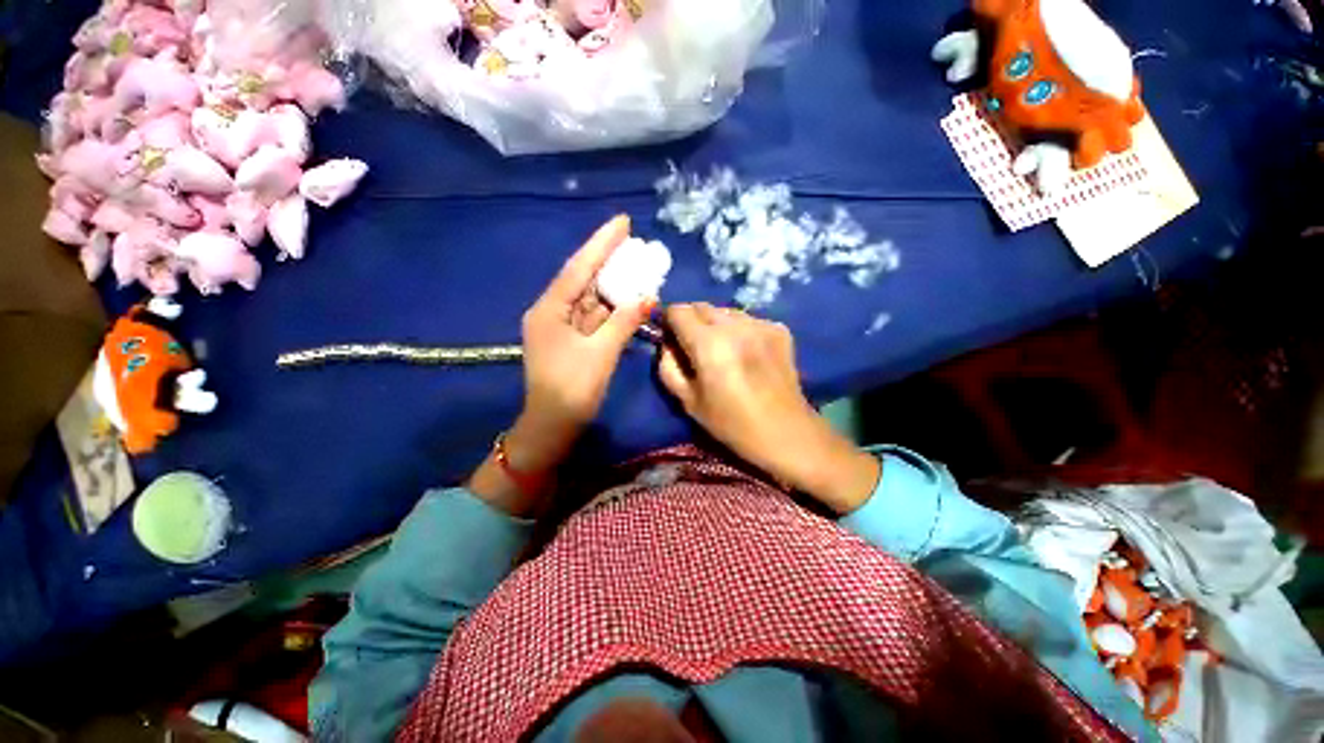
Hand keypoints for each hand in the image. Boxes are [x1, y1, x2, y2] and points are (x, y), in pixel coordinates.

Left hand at [469, 215, 652, 514]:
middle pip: (584, 280)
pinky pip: (595, 317)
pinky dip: (613, 308)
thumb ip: (624, 322)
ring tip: (638, 266)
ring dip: (614, 285)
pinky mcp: (573, 341)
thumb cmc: (572, 390)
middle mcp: (553, 313)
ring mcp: (563, 327)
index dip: (601, 244)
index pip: (578, 268)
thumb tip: (648, 297)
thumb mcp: (600, 353)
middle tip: (635, 242)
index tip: (623, 222)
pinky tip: (629, 297)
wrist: (553, 427)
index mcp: (550, 310)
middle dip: (609, 261)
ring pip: (591, 298)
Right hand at [657, 303, 879, 514]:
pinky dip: (740, 329)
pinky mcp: (779, 329)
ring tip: (724, 350)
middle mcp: (735, 326)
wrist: (785, 432)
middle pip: (701, 306)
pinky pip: (748, 319)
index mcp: (709, 344)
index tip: (672, 337)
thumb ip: (667, 366)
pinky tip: (747, 353)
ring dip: (716, 323)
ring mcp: (761, 324)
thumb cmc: (731, 423)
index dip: (670, 321)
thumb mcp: (687, 401)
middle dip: (692, 321)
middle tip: (696, 347)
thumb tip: (667, 343)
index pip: (678, 310)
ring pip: (725, 310)